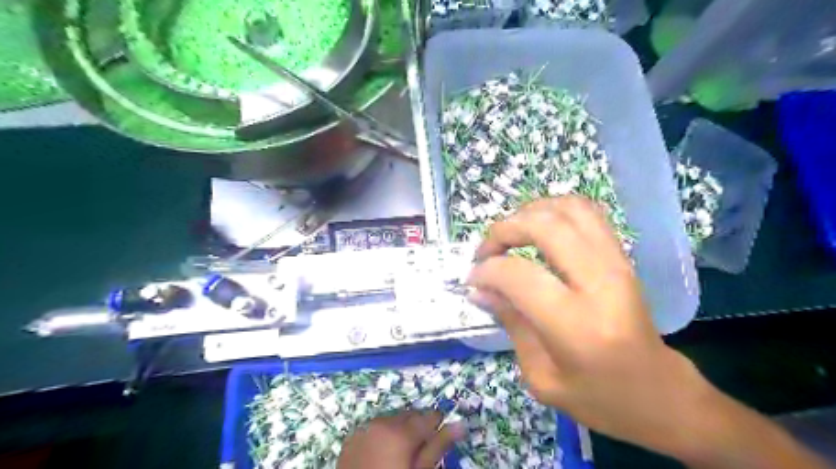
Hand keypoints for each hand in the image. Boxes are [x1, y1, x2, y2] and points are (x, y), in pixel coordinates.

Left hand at [338, 410, 467, 468]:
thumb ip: (438, 446)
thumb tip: (460, 425)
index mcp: (401, 431)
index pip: (428, 416)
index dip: (437, 424)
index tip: (440, 434)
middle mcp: (382, 422)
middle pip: (409, 415)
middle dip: (418, 427)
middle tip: (421, 448)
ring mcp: (364, 428)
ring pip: (391, 419)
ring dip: (400, 429)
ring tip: (402, 451)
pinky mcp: (352, 437)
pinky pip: (374, 427)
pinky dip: (383, 434)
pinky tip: (384, 452)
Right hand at [464, 196, 711, 459]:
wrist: (661, 395)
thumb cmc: (599, 399)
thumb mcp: (541, 377)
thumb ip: (510, 323)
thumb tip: (479, 288)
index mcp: (577, 326)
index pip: (519, 276)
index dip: (487, 271)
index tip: (473, 279)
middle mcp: (600, 283)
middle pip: (545, 227)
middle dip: (504, 230)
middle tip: (486, 251)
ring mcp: (617, 264)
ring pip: (568, 209)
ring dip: (529, 213)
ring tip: (510, 234)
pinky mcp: (622, 257)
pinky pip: (588, 213)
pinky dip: (555, 209)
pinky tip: (538, 227)